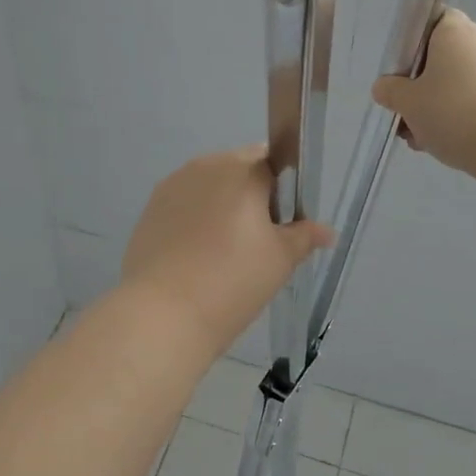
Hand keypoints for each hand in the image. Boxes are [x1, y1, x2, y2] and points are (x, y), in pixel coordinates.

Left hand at [123, 146, 333, 357]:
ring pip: (208, 189)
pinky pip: (183, 207)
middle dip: (252, 198)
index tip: (283, 224)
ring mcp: (171, 187)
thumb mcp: (280, 260)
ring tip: (225, 254)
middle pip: (238, 171)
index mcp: (241, 169)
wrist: (163, 313)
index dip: (283, 190)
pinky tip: (196, 259)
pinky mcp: (149, 211)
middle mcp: (203, 166)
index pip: (272, 161)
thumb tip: (326, 231)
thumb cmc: (232, 281)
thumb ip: (304, 236)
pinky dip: (195, 223)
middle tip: (259, 243)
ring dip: (221, 209)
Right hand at [372, 9, 475, 180]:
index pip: (432, 21)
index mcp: (454, 31)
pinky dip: (462, 120)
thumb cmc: (455, 112)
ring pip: (458, 85)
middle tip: (405, 115)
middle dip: (421, 88)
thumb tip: (384, 86)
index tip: (400, 73)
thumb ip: (391, 91)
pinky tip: (449, 146)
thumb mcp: (408, 104)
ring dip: (437, 109)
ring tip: (423, 140)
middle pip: (442, 59)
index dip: (412, 44)